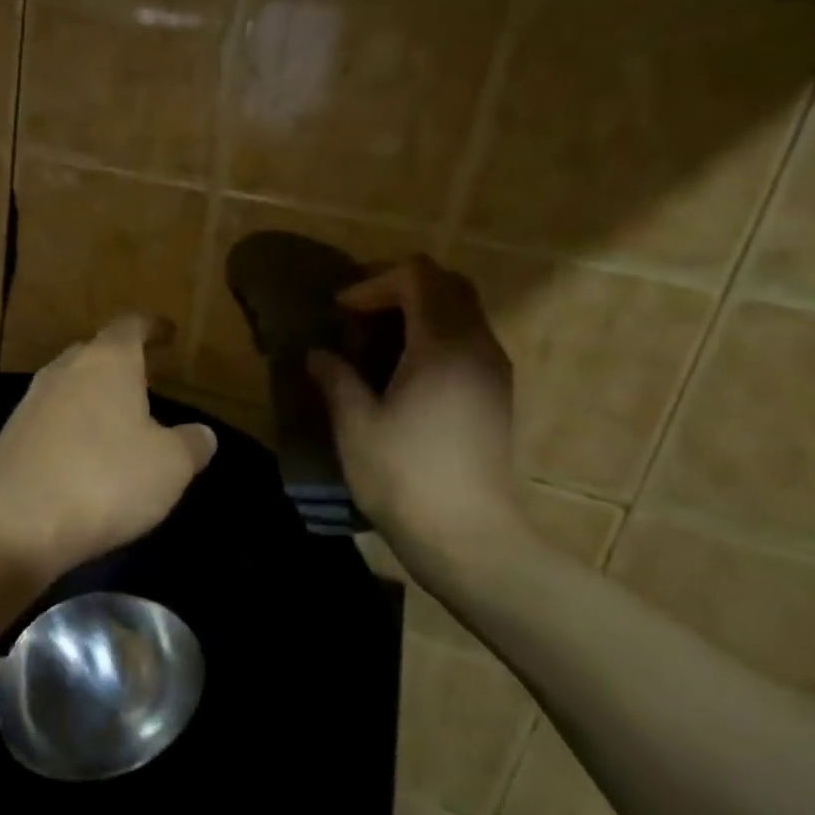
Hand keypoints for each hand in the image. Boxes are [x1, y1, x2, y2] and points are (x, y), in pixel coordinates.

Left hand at [0, 316, 216, 581]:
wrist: (17, 523)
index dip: (152, 327)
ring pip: (69, 385)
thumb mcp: (170, 466)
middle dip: (119, 362)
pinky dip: (71, 427)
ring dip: (92, 396)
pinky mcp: (11, 437)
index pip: (130, 327)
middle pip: (94, 352)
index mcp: (108, 361)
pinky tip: (84, 455)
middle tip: (144, 378)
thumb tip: (202, 434)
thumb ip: (191, 444)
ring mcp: (32, 402)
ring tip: (117, 418)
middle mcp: (65, 370)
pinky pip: (51, 419)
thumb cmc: (106, 479)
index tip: (167, 331)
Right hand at [307, 256, 522, 553]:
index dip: (373, 283)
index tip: (342, 313)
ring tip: (378, 341)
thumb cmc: (404, 476)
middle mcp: (477, 345)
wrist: (468, 537)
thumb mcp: (356, 425)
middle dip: (399, 287)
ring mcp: (494, 369)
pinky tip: (405, 370)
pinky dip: (436, 334)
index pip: (417, 276)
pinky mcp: (497, 393)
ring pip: (462, 310)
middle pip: (447, 284)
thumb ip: (336, 379)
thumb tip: (318, 354)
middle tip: (360, 314)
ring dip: (419, 311)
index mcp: (442, 344)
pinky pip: (469, 338)